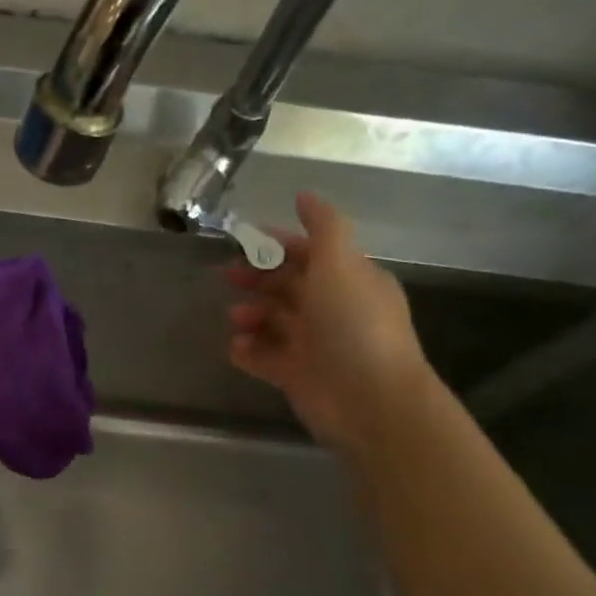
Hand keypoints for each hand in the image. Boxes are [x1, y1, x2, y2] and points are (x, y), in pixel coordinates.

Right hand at [226, 191, 435, 457]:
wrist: (368, 400)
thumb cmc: (354, 326)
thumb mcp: (341, 265)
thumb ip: (323, 228)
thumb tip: (304, 195)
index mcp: (349, 280)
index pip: (311, 254)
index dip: (279, 244)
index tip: (245, 241)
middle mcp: (332, 309)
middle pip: (288, 285)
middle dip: (258, 278)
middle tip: (227, 275)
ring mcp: (314, 344)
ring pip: (274, 321)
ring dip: (251, 314)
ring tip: (237, 318)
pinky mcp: (296, 375)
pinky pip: (264, 357)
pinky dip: (248, 350)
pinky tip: (238, 347)